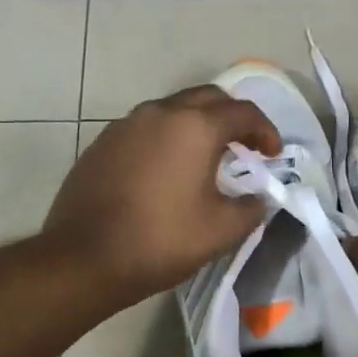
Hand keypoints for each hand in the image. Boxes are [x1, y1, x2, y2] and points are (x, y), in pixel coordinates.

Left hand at [43, 85, 281, 305]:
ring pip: (173, 110)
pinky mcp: (102, 143)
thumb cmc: (161, 241)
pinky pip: (146, 129)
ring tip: (208, 159)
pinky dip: (168, 139)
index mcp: (194, 127)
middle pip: (207, 98)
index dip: (266, 131)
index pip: (243, 112)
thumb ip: (251, 208)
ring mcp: (125, 125)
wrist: (84, 258)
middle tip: (245, 147)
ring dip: (198, 126)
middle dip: (233, 117)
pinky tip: (168, 171)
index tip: (273, 155)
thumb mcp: (221, 231)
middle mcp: (160, 113)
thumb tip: (259, 198)